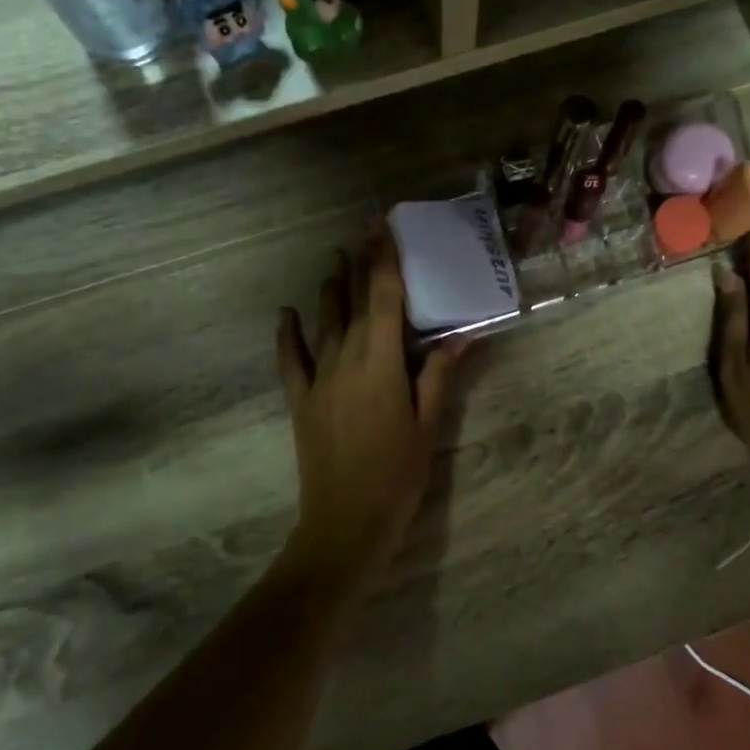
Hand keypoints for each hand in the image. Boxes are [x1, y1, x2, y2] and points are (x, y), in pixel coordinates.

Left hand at [276, 230, 466, 581]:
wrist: (345, 524)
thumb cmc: (397, 477)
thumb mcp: (427, 426)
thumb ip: (439, 376)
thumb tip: (462, 336)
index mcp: (381, 363)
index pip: (384, 298)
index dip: (383, 258)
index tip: (382, 225)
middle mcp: (345, 359)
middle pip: (354, 302)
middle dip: (360, 264)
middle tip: (364, 230)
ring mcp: (318, 379)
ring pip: (324, 322)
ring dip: (331, 289)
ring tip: (335, 259)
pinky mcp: (300, 400)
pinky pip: (290, 359)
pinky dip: (288, 333)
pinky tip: (287, 312)